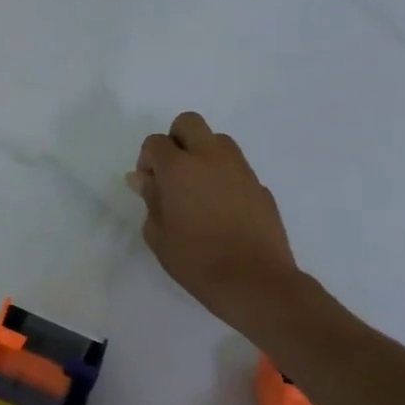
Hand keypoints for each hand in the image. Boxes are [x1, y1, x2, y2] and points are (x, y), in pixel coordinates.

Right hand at [128, 112, 300, 332]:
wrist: (255, 282)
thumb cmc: (195, 260)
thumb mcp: (157, 234)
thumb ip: (150, 199)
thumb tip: (143, 179)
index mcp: (179, 168)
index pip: (155, 142)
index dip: (147, 159)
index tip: (149, 184)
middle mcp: (210, 159)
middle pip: (189, 123)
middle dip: (176, 140)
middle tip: (172, 172)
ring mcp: (240, 171)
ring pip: (218, 141)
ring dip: (203, 154)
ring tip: (197, 189)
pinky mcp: (261, 188)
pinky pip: (237, 169)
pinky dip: (224, 178)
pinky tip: (221, 209)